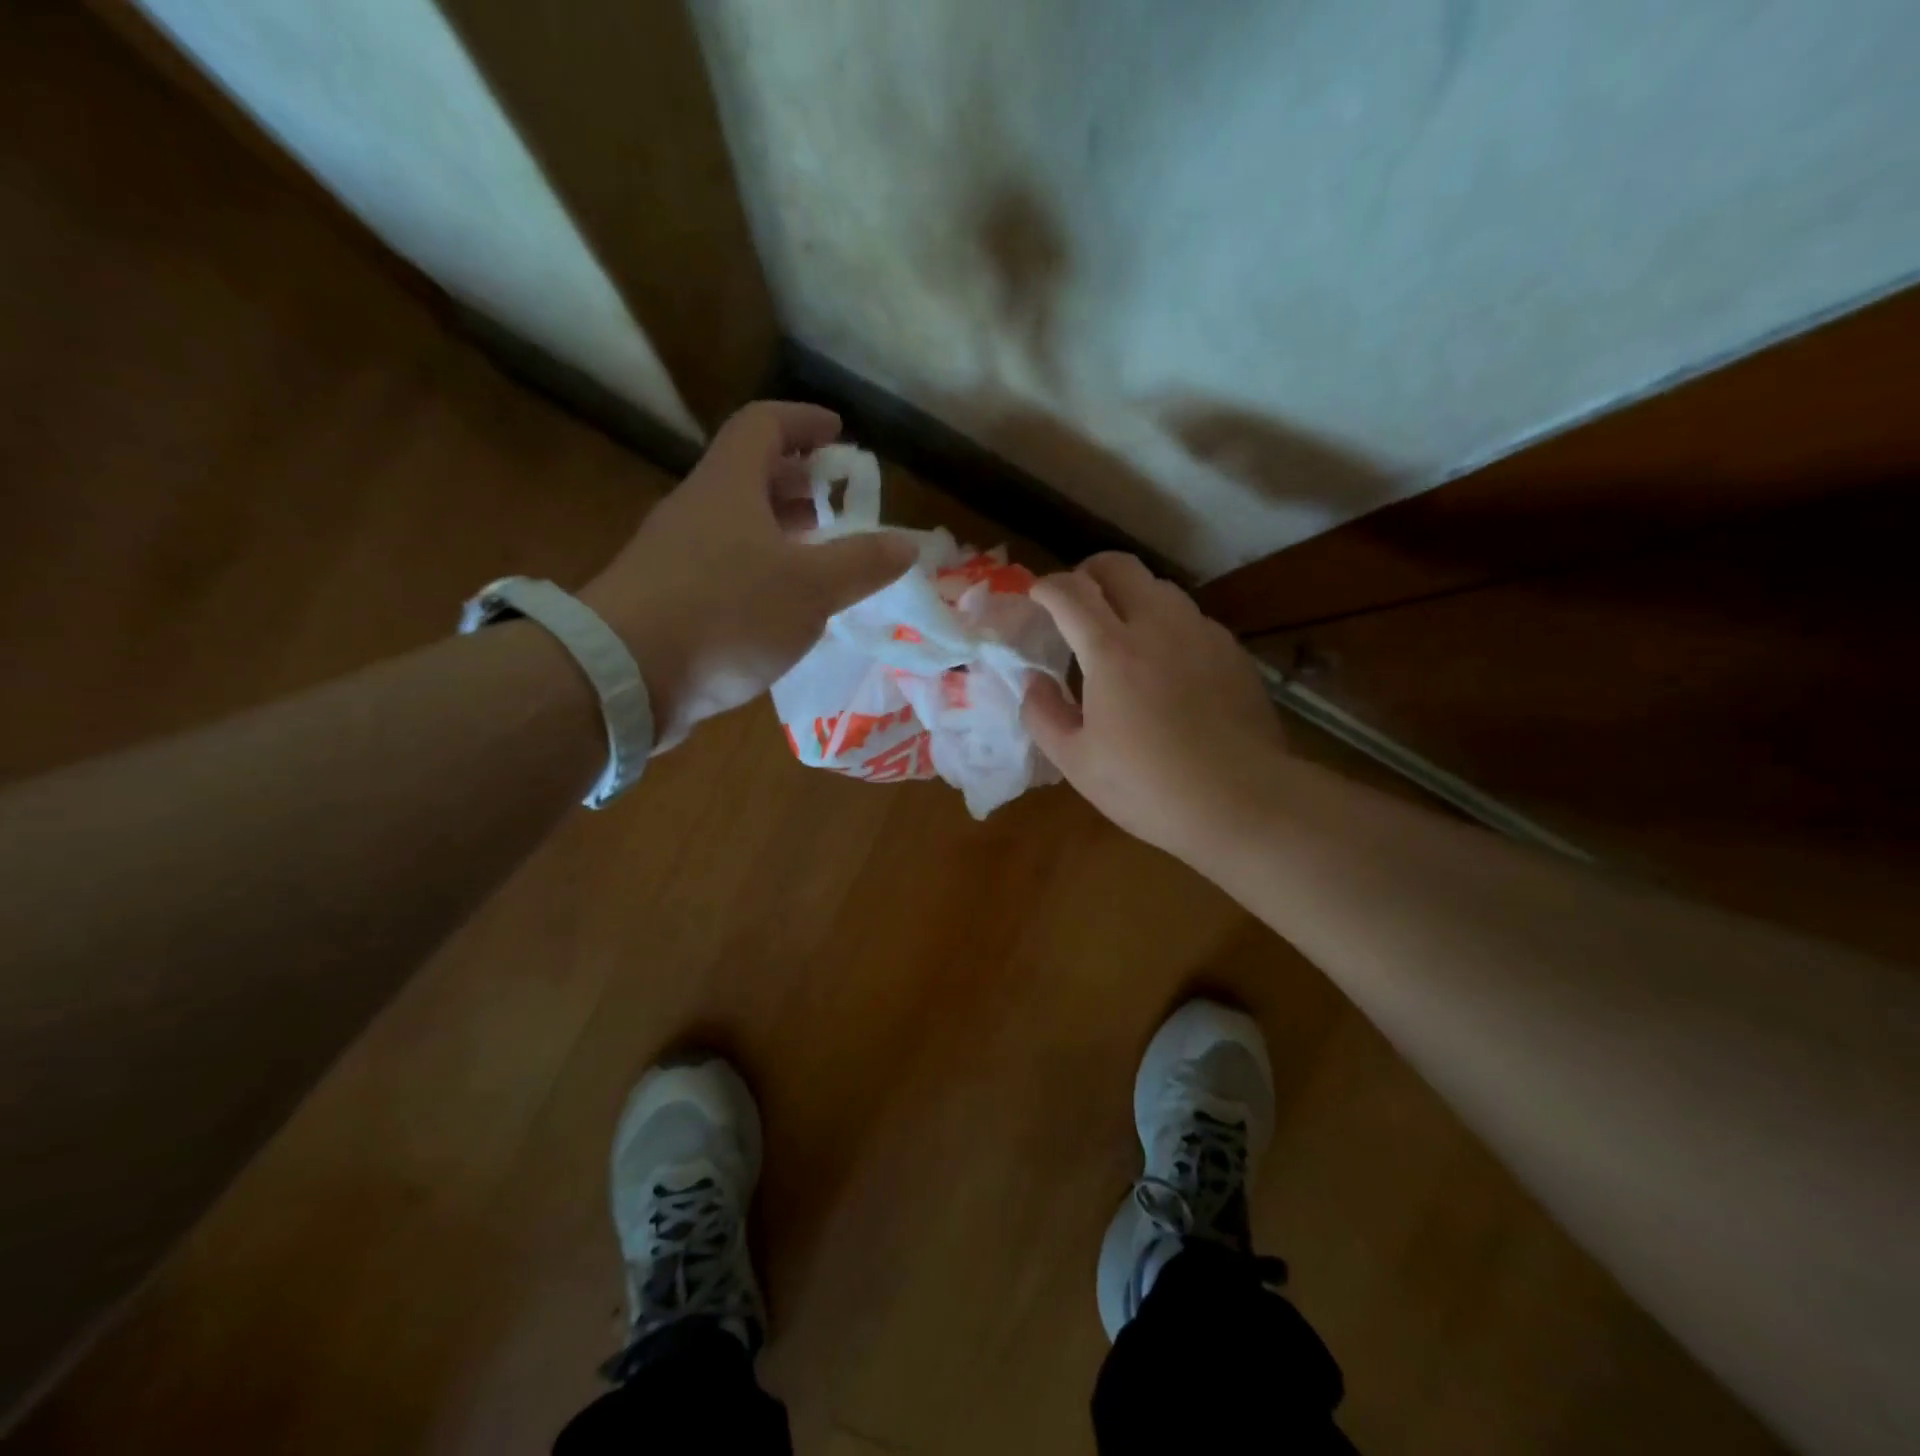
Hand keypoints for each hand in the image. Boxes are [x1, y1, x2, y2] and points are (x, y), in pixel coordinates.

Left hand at [582, 402, 915, 747]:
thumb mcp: (811, 588)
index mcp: (728, 485)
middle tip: (839, 505)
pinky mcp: (667, 599)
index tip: (839, 434)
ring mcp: (675, 556)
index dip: (804, 421)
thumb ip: (862, 563)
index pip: (764, 424)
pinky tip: (784, 607)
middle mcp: (697, 510)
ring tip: (822, 558)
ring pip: (737, 527)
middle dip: (799, 484)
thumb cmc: (727, 613)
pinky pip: (724, 568)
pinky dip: (761, 573)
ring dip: (781, 533)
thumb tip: (906, 543)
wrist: (625, 677)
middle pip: (750, 476)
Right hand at [1022, 553, 1287, 863]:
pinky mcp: (1232, 651)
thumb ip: (1043, 714)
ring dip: (1131, 596)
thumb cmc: (1147, 786)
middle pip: (1120, 566)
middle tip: (1076, 601)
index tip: (1036, 596)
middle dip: (1089, 572)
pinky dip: (1167, 626)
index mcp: (1111, 651)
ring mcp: (1201, 634)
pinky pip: (1191, 619)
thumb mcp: (1076, 762)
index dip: (1046, 587)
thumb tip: (1033, 681)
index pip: (1071, 593)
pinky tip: (1167, 664)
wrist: (1240, 801)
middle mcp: (1158, 626)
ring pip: (1160, 587)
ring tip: (1122, 632)